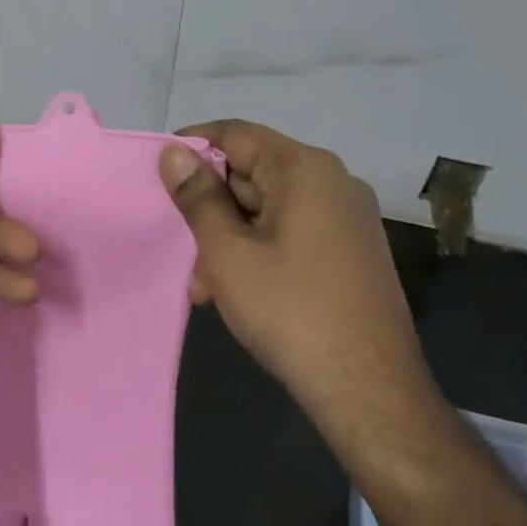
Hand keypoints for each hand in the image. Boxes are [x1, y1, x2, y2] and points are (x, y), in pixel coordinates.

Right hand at [158, 120, 427, 432]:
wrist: (370, 391)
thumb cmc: (291, 312)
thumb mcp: (229, 253)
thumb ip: (198, 198)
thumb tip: (174, 153)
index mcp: (305, 169)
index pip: (235, 134)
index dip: (191, 148)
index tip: (156, 175)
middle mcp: (333, 182)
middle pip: (252, 172)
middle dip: (210, 207)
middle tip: (179, 245)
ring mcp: (347, 218)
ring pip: (269, 208)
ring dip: (230, 237)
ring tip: (204, 284)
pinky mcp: (351, 251)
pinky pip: (292, 233)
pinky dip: (258, 251)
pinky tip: (236, 291)